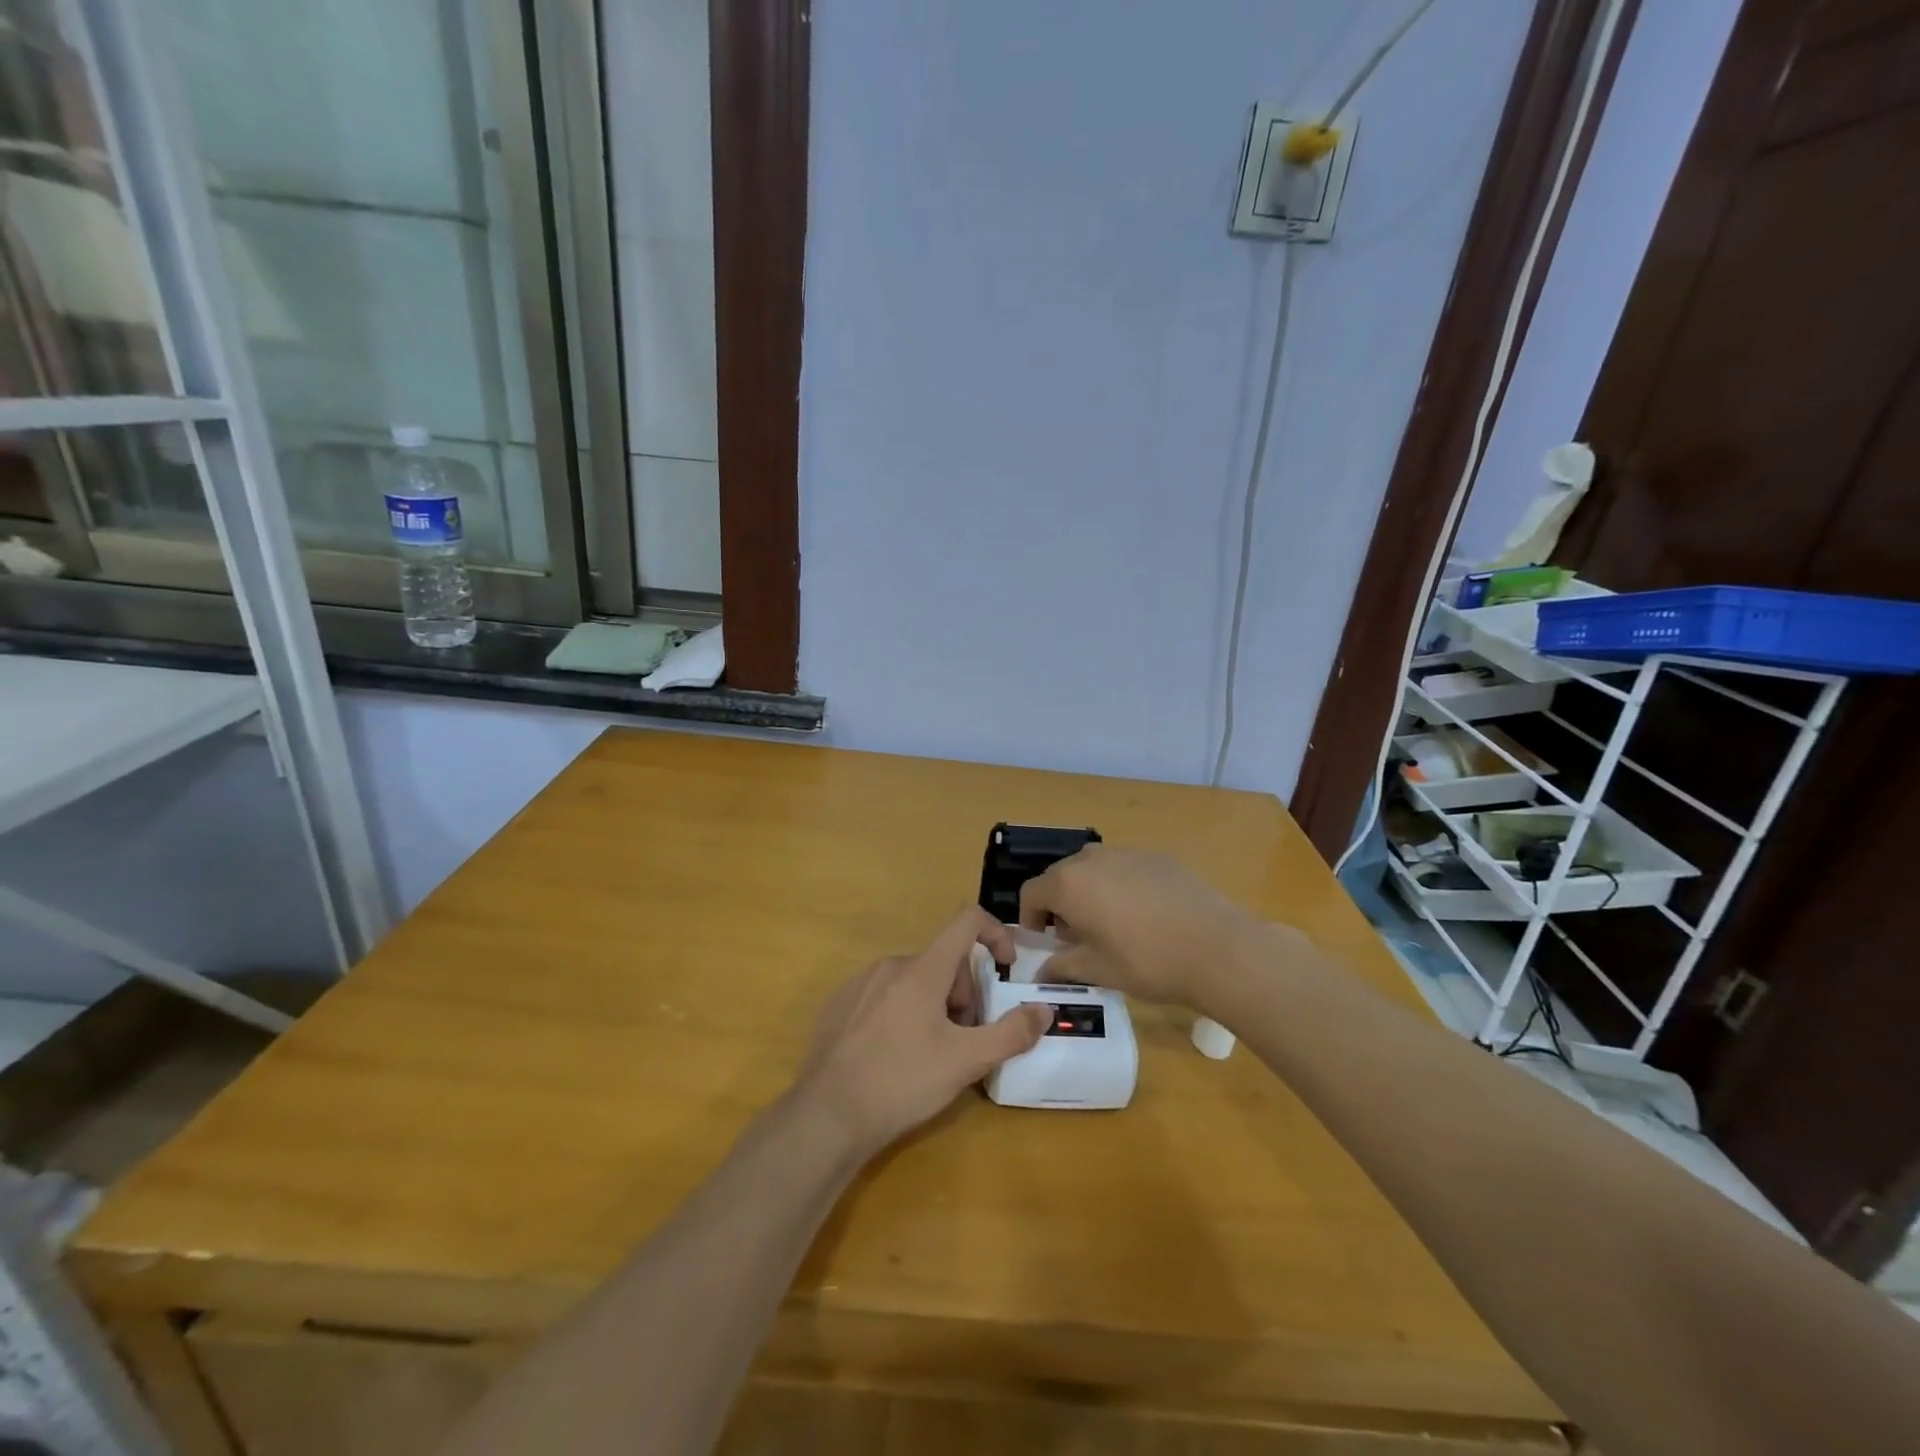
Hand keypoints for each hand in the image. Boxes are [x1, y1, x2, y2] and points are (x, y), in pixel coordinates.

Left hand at [796, 906, 1052, 1154]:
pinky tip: (894, 1056)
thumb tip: (1044, 1010)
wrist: (827, 1115)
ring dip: (935, 1005)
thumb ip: (1010, 1033)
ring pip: (915, 980)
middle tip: (963, 1041)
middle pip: (944, 961)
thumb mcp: (965, 1062)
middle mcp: (891, 965)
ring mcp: (860, 983)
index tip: (1006, 968)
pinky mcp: (839, 1004)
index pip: (967, 921)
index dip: (996, 933)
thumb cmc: (902, 1082)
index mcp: (922, 969)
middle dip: (964, 994)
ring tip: (930, 1054)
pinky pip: (884, 995)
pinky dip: (902, 1013)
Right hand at [1018, 845, 1259, 1008]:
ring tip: (1110, 924)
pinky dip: (1120, 885)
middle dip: (1059, 904)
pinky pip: (1124, 867)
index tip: (1044, 942)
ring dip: (1089, 891)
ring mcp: (1127, 852)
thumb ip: (1062, 967)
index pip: (1031, 892)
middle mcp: (1092, 858)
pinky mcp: (1157, 856)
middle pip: (1060, 876)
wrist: (1218, 947)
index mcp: (1069, 883)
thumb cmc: (1147, 961)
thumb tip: (1040, 973)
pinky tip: (1144, 914)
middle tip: (1076, 937)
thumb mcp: (1098, 970)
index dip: (1030, 918)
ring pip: (1093, 868)